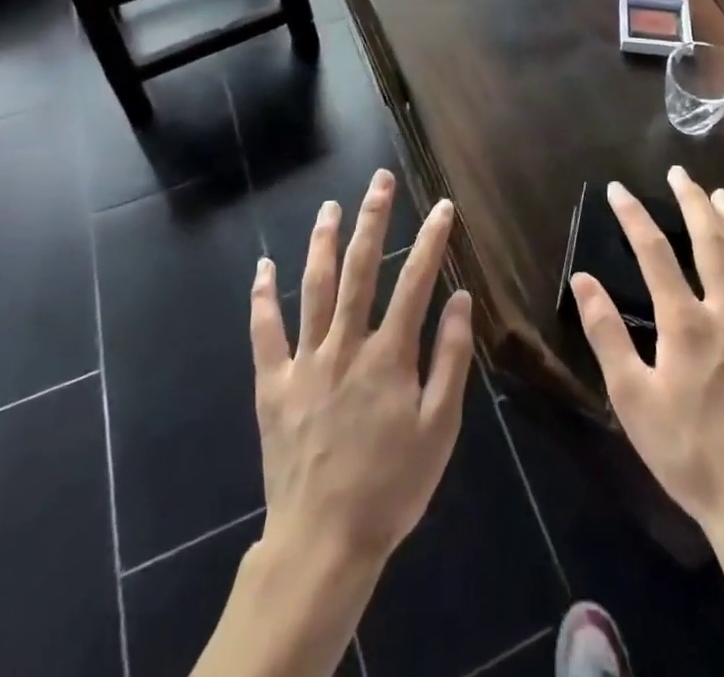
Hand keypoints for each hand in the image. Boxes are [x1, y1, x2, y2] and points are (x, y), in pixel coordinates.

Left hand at [250, 170, 475, 566]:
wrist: (323, 543)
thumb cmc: (392, 488)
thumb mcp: (439, 430)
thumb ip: (451, 359)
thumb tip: (461, 298)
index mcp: (389, 356)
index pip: (416, 282)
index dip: (431, 240)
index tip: (443, 206)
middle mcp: (345, 345)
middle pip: (359, 269)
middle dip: (372, 219)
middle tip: (379, 180)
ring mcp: (305, 361)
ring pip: (313, 287)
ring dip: (322, 242)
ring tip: (330, 206)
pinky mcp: (273, 384)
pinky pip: (265, 332)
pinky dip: (263, 297)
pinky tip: (263, 266)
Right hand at [568, 166, 723, 538]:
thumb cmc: (687, 453)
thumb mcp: (631, 398)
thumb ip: (606, 334)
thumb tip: (583, 280)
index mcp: (684, 322)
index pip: (654, 251)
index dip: (634, 215)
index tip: (619, 189)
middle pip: (710, 242)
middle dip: (692, 202)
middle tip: (681, 173)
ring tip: (722, 196)